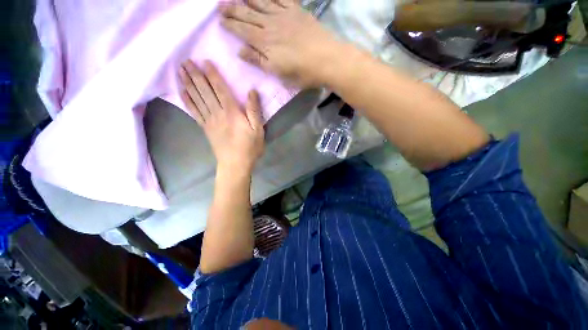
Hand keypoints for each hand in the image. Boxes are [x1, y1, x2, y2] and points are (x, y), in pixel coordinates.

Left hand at [179, 60, 264, 172]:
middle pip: (205, 91)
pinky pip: (194, 112)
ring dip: (188, 84)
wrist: (235, 164)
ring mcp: (209, 121)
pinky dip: (187, 101)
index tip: (205, 61)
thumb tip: (252, 91)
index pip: (220, 89)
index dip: (213, 75)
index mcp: (232, 112)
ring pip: (197, 99)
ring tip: (180, 71)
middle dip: (195, 75)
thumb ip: (254, 110)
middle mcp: (218, 113)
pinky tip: (182, 92)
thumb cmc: (249, 147)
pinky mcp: (205, 128)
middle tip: (186, 61)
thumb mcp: (258, 130)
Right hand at [219, 0, 341, 87]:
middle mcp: (271, 25)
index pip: (243, 31)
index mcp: (266, 43)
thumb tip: (240, 51)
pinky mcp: (297, 11)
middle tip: (221, 5)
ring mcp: (284, 15)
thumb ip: (259, 61)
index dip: (231, 25)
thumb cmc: (302, 73)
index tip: (220, 21)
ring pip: (260, 3)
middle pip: (248, 15)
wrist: (327, 60)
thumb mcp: (279, 73)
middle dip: (233, 10)